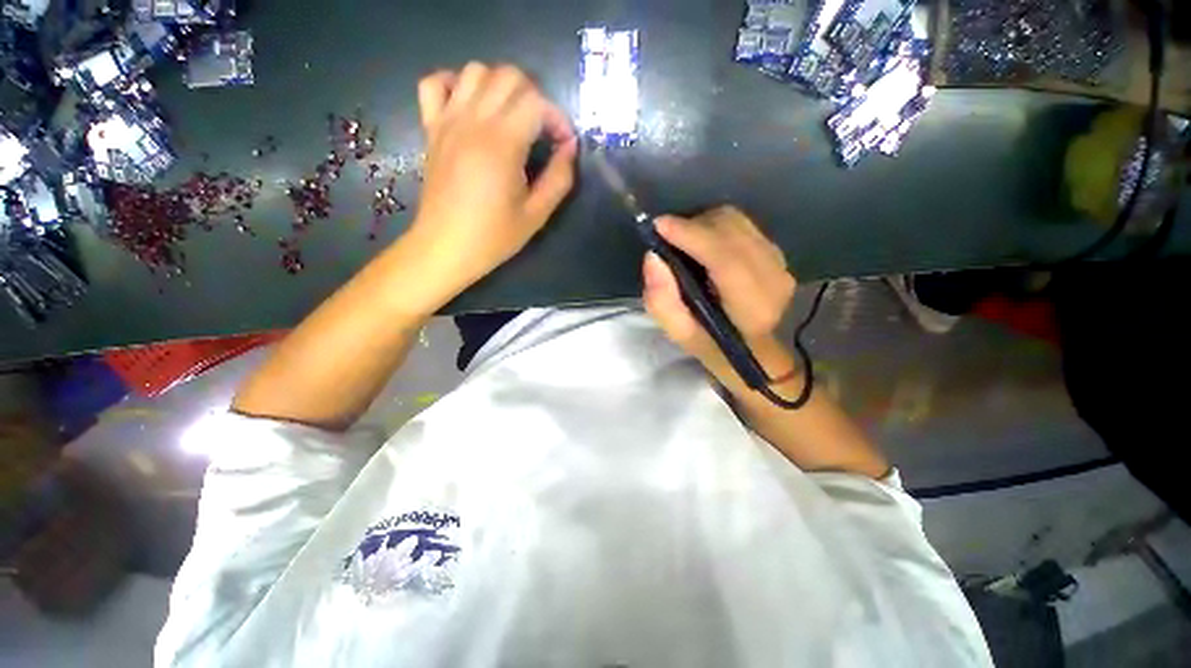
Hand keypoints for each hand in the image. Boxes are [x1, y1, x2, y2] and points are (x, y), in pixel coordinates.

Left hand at [408, 63, 577, 303]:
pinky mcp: (431, 128)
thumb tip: (569, 149)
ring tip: (511, 118)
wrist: (445, 247)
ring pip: (475, 71)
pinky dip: (454, 84)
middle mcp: (473, 121)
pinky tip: (470, 107)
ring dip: (500, 87)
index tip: (564, 145)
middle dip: (535, 97)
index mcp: (502, 144)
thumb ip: (559, 179)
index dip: (558, 120)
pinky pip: (434, 83)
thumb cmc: (493, 236)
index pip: (537, 104)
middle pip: (509, 76)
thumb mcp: (536, 215)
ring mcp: (448, 121)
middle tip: (542, 130)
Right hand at [643, 206, 796, 383]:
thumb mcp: (679, 333)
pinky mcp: (779, 253)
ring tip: (685, 242)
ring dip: (704, 225)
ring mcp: (781, 263)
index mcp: (752, 308)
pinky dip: (717, 227)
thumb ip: (661, 301)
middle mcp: (774, 280)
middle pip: (731, 231)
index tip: (659, 226)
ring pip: (737, 222)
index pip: (724, 260)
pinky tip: (705, 244)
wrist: (753, 349)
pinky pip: (743, 225)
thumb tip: (653, 257)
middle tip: (667, 238)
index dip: (691, 236)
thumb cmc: (712, 345)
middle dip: (693, 226)